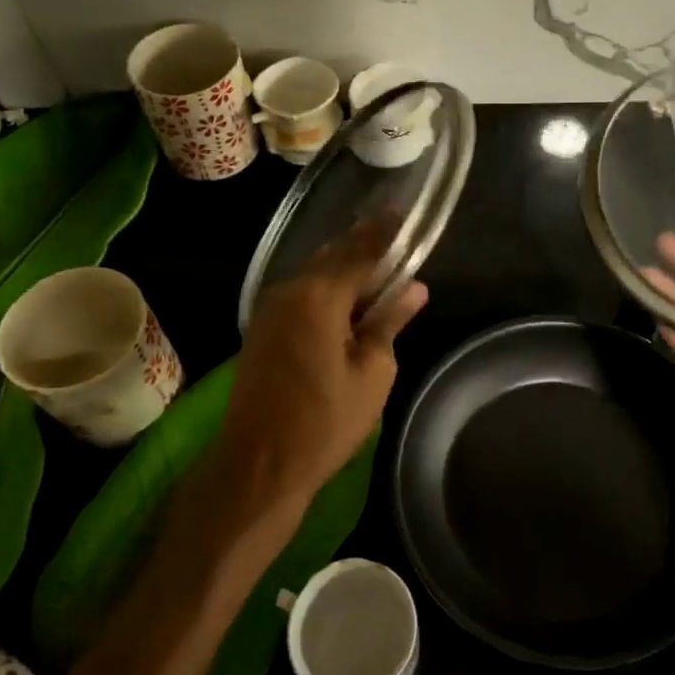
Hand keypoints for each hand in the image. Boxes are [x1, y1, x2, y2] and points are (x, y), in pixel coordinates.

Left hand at [214, 217, 426, 525]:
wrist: (259, 463)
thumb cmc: (325, 421)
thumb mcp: (372, 372)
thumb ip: (390, 322)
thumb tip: (415, 288)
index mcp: (320, 295)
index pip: (361, 250)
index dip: (385, 231)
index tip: (403, 211)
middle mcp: (290, 290)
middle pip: (334, 256)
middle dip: (364, 246)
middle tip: (395, 238)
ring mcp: (270, 308)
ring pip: (316, 274)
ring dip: (346, 269)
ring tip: (379, 268)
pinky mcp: (263, 328)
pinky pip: (302, 294)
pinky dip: (328, 289)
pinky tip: (349, 300)